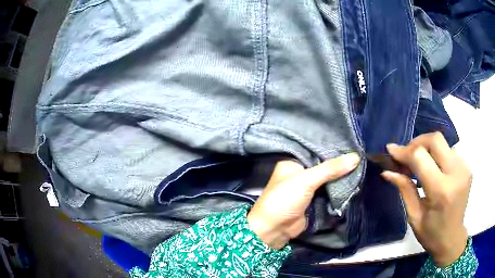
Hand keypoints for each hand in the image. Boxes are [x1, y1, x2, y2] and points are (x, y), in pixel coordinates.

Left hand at [247, 153, 360, 249]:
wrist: (274, 230)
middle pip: (323, 165)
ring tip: (360, 165)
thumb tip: (356, 157)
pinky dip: (338, 187)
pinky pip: (328, 190)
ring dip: (340, 175)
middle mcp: (300, 172)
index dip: (332, 147)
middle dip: (339, 163)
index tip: (351, 142)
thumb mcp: (306, 181)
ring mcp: (307, 187)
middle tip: (358, 155)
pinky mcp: (313, 199)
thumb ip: (330, 169)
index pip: (315, 149)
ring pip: (327, 178)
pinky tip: (353, 180)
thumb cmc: (285, 200)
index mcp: (293, 162)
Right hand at [381, 132, 471, 266]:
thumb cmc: (431, 233)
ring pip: (442, 143)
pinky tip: (432, 168)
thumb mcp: (414, 216)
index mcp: (441, 191)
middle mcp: (456, 174)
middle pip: (435, 139)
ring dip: (427, 148)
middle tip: (406, 156)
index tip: (391, 151)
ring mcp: (464, 168)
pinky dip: (437, 155)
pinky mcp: (467, 166)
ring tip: (418, 164)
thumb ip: (404, 189)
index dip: (404, 151)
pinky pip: (449, 150)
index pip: (421, 157)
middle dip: (417, 143)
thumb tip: (387, 171)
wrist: (452, 238)